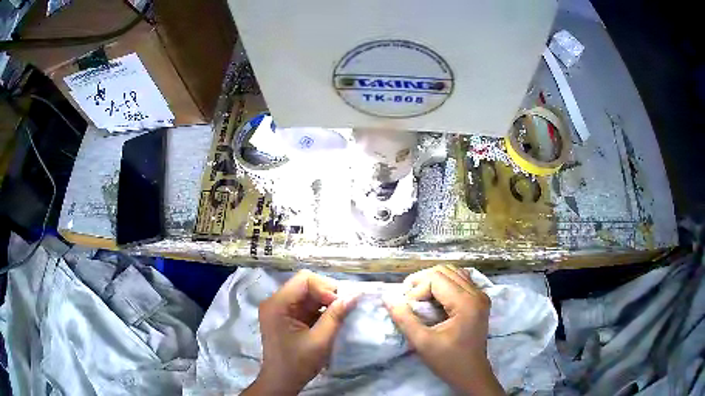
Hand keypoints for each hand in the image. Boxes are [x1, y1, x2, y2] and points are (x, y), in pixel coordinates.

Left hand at [243, 270, 356, 395]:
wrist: (282, 381)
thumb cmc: (298, 363)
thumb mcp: (320, 341)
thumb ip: (336, 316)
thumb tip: (355, 295)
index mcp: (277, 304)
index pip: (304, 280)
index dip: (325, 288)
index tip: (340, 305)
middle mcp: (276, 301)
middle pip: (306, 284)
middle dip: (327, 294)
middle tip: (342, 309)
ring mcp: (280, 309)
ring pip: (308, 294)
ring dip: (325, 302)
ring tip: (338, 315)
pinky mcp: (286, 316)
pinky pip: (306, 305)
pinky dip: (320, 310)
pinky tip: (330, 320)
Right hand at [384, 265, 504, 395]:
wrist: (472, 374)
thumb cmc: (448, 362)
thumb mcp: (422, 343)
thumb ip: (404, 319)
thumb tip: (388, 298)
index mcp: (466, 303)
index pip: (436, 278)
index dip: (417, 288)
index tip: (407, 307)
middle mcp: (477, 293)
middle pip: (445, 271)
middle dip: (423, 282)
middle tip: (409, 300)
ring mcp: (481, 296)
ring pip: (453, 273)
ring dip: (433, 281)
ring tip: (420, 298)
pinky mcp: (480, 301)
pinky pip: (460, 281)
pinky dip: (444, 285)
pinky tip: (435, 299)